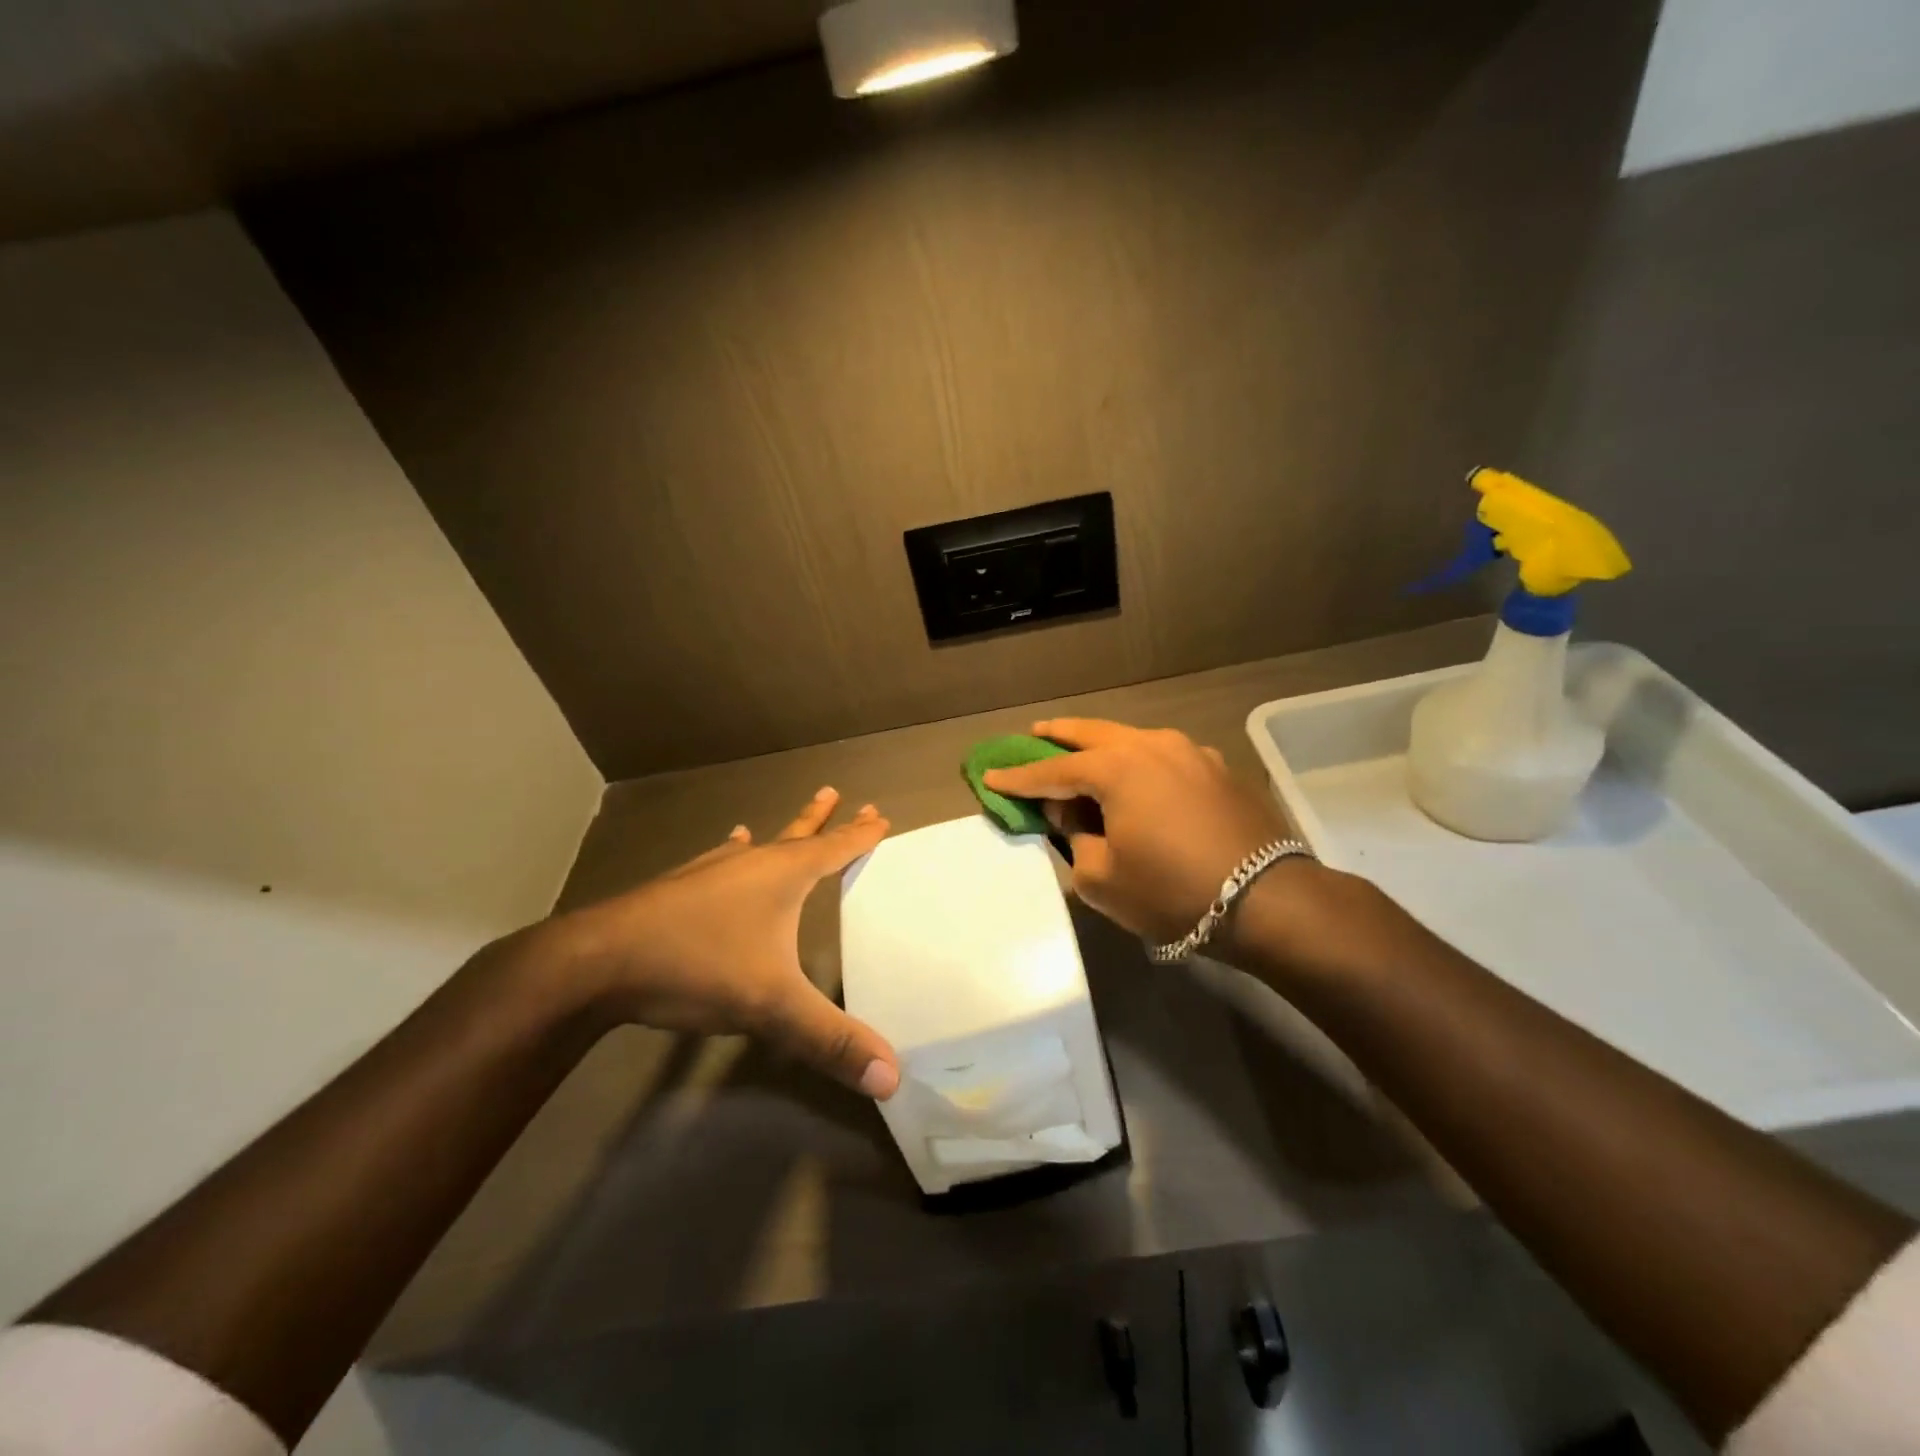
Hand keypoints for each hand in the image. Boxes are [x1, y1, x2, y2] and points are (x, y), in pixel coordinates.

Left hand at [544, 788, 900, 1098]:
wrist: (601, 961)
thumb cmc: (699, 967)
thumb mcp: (773, 1007)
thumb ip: (831, 1040)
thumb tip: (892, 1077)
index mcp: (783, 876)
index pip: (834, 849)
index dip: (860, 835)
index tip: (880, 816)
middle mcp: (752, 863)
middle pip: (801, 836)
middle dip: (828, 821)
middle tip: (848, 797)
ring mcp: (712, 871)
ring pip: (761, 844)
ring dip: (786, 832)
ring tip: (801, 815)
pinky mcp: (681, 887)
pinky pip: (721, 859)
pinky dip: (734, 850)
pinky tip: (730, 842)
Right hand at [982, 719, 1291, 942]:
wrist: (1266, 901)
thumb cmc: (1171, 891)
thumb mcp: (1102, 878)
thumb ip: (1075, 840)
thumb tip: (1073, 816)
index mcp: (1117, 768)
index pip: (1053, 770)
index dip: (1019, 777)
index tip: (990, 777)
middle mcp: (1151, 746)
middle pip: (1093, 733)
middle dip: (1059, 735)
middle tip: (1034, 733)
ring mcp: (1190, 753)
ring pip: (1132, 738)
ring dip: (1102, 744)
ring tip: (1083, 749)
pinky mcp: (1217, 769)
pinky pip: (1163, 755)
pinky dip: (1139, 760)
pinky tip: (1138, 775)